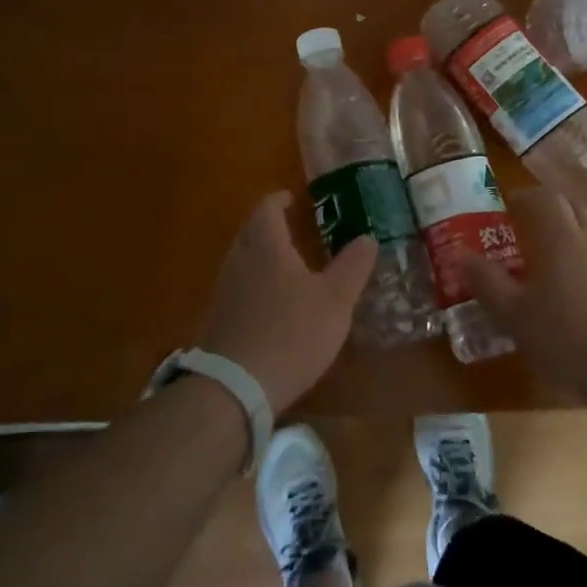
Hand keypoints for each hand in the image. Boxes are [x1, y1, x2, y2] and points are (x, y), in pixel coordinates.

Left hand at [197, 191, 377, 411]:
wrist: (235, 386)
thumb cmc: (291, 333)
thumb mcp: (335, 300)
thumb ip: (353, 266)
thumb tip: (368, 236)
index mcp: (265, 245)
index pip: (267, 207)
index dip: (281, 200)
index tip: (297, 200)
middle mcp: (239, 259)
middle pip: (253, 231)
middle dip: (274, 227)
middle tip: (299, 230)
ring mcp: (224, 289)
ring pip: (244, 259)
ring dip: (265, 256)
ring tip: (292, 267)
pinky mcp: (218, 318)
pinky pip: (239, 287)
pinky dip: (256, 284)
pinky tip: (274, 304)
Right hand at [464, 187, 586, 403]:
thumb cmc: (569, 338)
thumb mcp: (515, 316)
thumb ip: (488, 283)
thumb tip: (461, 254)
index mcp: (561, 239)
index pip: (545, 198)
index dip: (525, 197)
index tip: (507, 206)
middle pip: (572, 208)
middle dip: (548, 209)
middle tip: (524, 225)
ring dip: (568, 236)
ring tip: (545, 262)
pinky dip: (584, 264)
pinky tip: (573, 295)